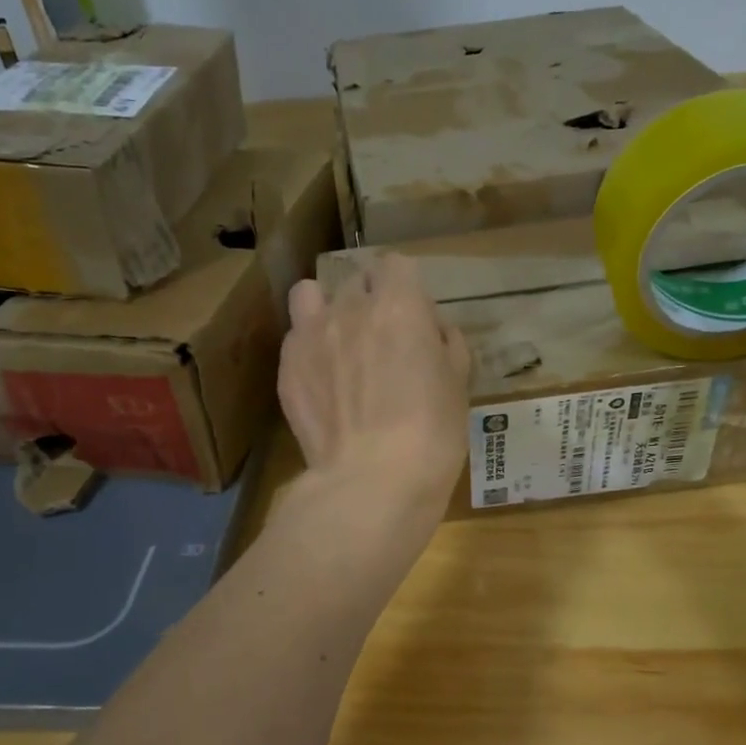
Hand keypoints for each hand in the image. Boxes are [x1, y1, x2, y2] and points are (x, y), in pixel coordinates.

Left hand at [278, 255, 470, 516]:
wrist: (372, 480)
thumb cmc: (431, 433)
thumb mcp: (458, 385)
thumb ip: (447, 346)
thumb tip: (434, 332)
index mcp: (399, 305)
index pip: (396, 264)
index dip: (405, 286)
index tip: (414, 316)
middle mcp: (350, 308)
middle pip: (356, 280)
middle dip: (370, 298)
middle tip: (382, 338)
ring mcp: (311, 335)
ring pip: (310, 294)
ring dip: (325, 306)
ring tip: (338, 339)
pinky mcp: (287, 367)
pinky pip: (295, 336)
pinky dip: (308, 346)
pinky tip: (321, 378)